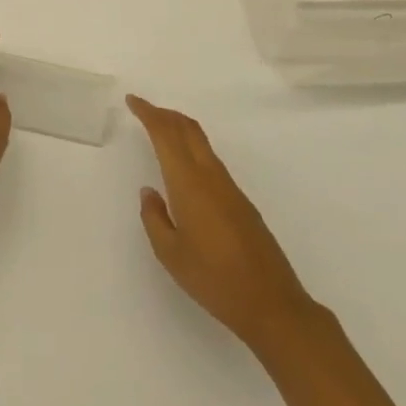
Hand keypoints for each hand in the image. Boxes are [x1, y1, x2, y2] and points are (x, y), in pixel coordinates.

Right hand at [127, 95, 320, 353]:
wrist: (272, 304)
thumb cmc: (214, 280)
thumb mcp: (170, 254)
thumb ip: (155, 218)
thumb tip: (150, 192)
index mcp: (189, 184)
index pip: (166, 135)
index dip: (148, 113)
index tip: (133, 101)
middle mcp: (211, 177)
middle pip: (188, 130)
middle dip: (165, 114)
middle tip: (144, 110)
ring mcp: (230, 188)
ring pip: (202, 143)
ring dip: (180, 130)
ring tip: (161, 132)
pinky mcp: (242, 202)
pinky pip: (211, 161)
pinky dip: (193, 149)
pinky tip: (186, 168)